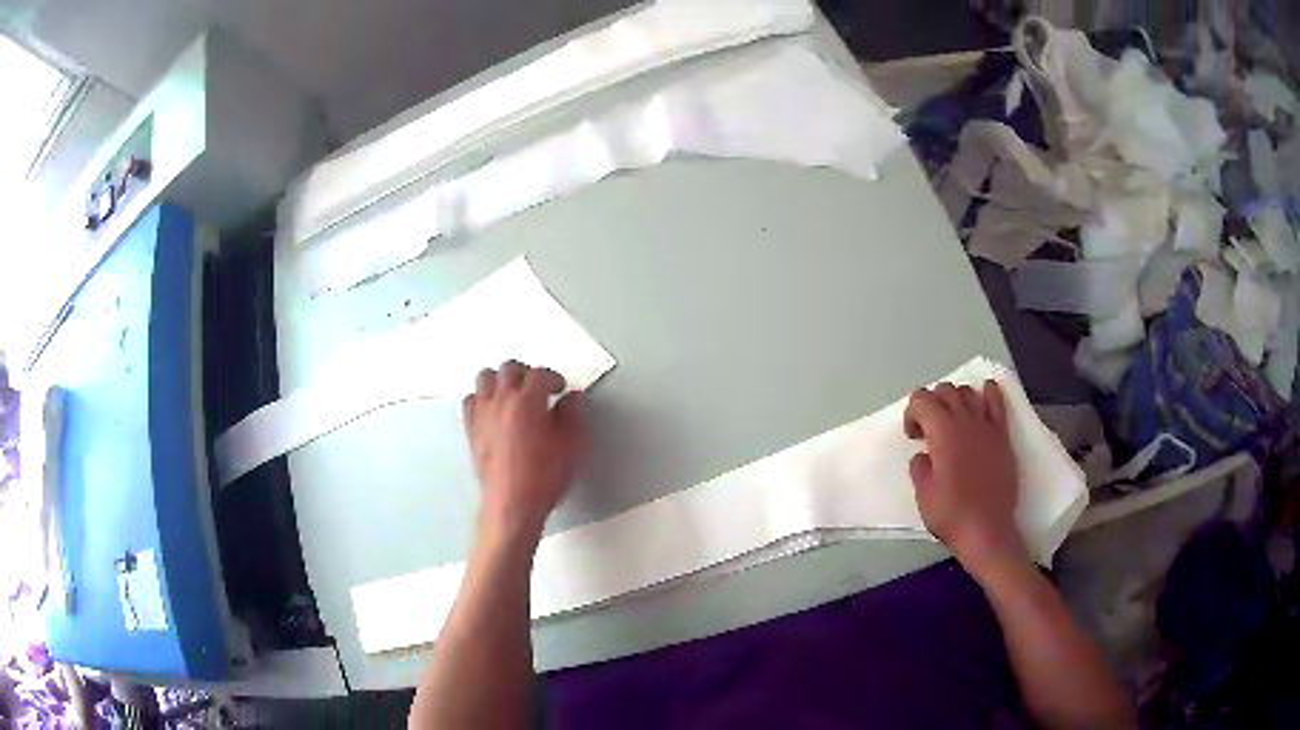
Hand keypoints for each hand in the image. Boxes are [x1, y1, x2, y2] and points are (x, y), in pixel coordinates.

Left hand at [464, 360, 587, 545]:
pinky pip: (470, 400)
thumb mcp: (573, 446)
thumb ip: (574, 415)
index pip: (540, 373)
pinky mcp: (471, 430)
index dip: (553, 378)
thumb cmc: (544, 478)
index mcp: (528, 401)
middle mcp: (502, 401)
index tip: (560, 388)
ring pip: (485, 378)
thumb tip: (572, 399)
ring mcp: (483, 414)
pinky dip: (482, 398)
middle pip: (509, 368)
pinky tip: (492, 409)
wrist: (512, 504)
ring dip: (500, 379)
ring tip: (512, 392)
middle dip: (526, 372)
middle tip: (537, 385)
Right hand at [903, 380, 1027, 577]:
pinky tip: (983, 397)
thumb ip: (920, 467)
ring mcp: (987, 426)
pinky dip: (988, 392)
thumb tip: (925, 455)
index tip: (914, 437)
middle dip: (932, 403)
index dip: (912, 413)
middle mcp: (965, 421)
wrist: (987, 530)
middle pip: (945, 390)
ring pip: (969, 392)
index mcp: (942, 433)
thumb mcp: (923, 494)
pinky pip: (997, 402)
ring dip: (956, 398)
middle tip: (929, 429)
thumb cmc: (951, 514)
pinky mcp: (1002, 435)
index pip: (922, 399)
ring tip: (953, 419)